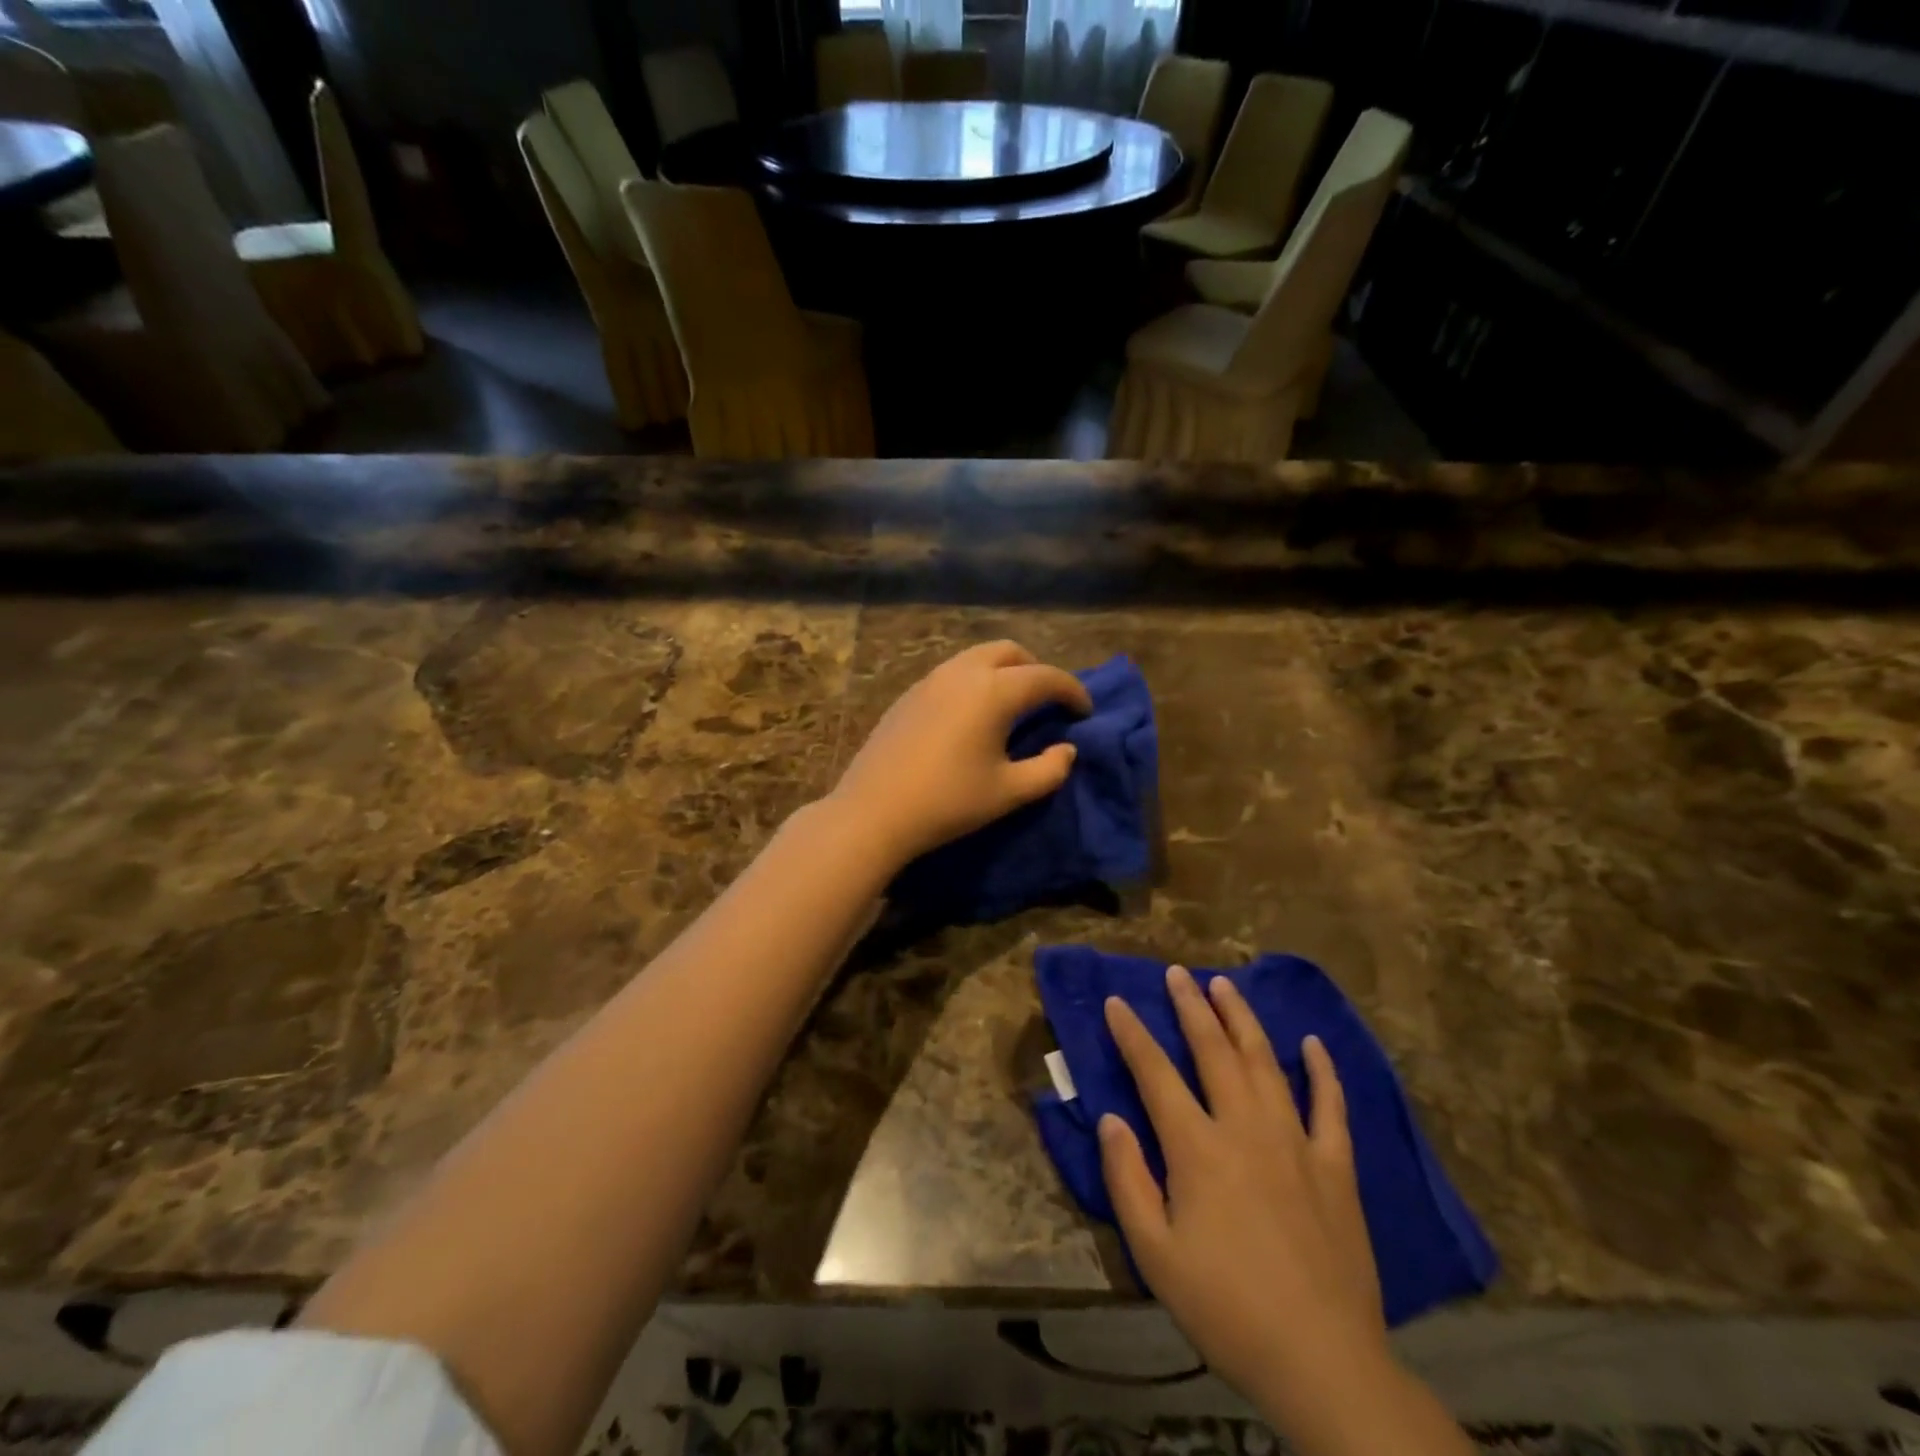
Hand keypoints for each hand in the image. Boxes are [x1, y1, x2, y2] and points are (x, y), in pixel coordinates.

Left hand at [828, 640, 1092, 866]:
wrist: (874, 811)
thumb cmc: (948, 802)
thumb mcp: (1009, 792)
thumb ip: (1049, 769)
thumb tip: (1067, 750)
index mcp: (994, 691)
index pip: (1046, 677)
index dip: (1072, 691)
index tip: (1085, 711)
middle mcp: (963, 673)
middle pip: (1010, 652)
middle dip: (1036, 670)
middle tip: (1047, 702)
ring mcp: (931, 680)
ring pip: (977, 657)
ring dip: (1003, 671)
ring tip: (1012, 705)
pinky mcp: (909, 694)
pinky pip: (952, 673)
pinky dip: (974, 681)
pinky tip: (971, 715)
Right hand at [1099, 967, 1391, 1422]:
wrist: (1322, 1362)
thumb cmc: (1226, 1308)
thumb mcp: (1154, 1254)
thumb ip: (1127, 1178)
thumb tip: (1110, 1118)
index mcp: (1197, 1148)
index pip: (1155, 1073)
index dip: (1132, 1034)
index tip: (1116, 1001)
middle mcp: (1245, 1127)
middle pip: (1213, 1050)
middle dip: (1191, 1007)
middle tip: (1178, 973)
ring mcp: (1295, 1141)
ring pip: (1265, 1062)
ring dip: (1242, 1019)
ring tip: (1226, 985)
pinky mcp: (1336, 1166)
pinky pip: (1330, 1105)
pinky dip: (1322, 1070)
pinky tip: (1312, 1043)